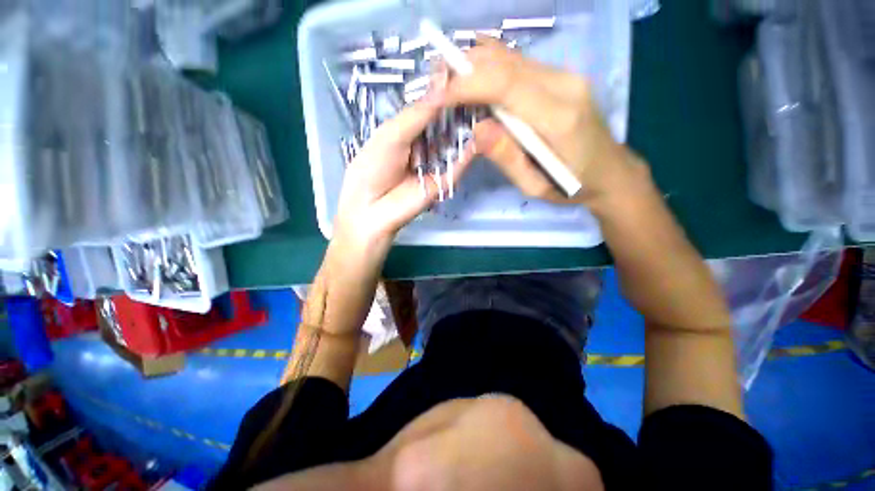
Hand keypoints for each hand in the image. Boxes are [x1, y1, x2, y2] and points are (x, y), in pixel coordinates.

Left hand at [333, 77, 474, 249]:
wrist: (373, 210)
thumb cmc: (373, 169)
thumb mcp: (391, 135)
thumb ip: (418, 114)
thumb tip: (443, 83)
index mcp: (407, 130)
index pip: (430, 108)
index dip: (445, 93)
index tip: (464, 73)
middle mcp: (424, 144)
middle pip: (446, 124)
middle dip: (461, 109)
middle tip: (481, 89)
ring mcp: (436, 162)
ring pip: (455, 142)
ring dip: (468, 127)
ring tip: (486, 107)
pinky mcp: (444, 180)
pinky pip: (458, 164)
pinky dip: (469, 151)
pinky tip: (480, 135)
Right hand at [444, 38, 634, 203]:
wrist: (611, 172)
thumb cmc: (572, 187)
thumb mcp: (535, 186)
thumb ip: (508, 158)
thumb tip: (477, 129)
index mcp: (558, 117)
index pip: (505, 85)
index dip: (466, 84)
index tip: (436, 95)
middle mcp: (564, 85)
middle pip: (505, 63)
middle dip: (464, 68)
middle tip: (435, 84)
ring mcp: (566, 76)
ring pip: (511, 58)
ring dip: (475, 65)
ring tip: (448, 82)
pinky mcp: (562, 77)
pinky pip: (519, 65)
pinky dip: (491, 69)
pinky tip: (475, 79)